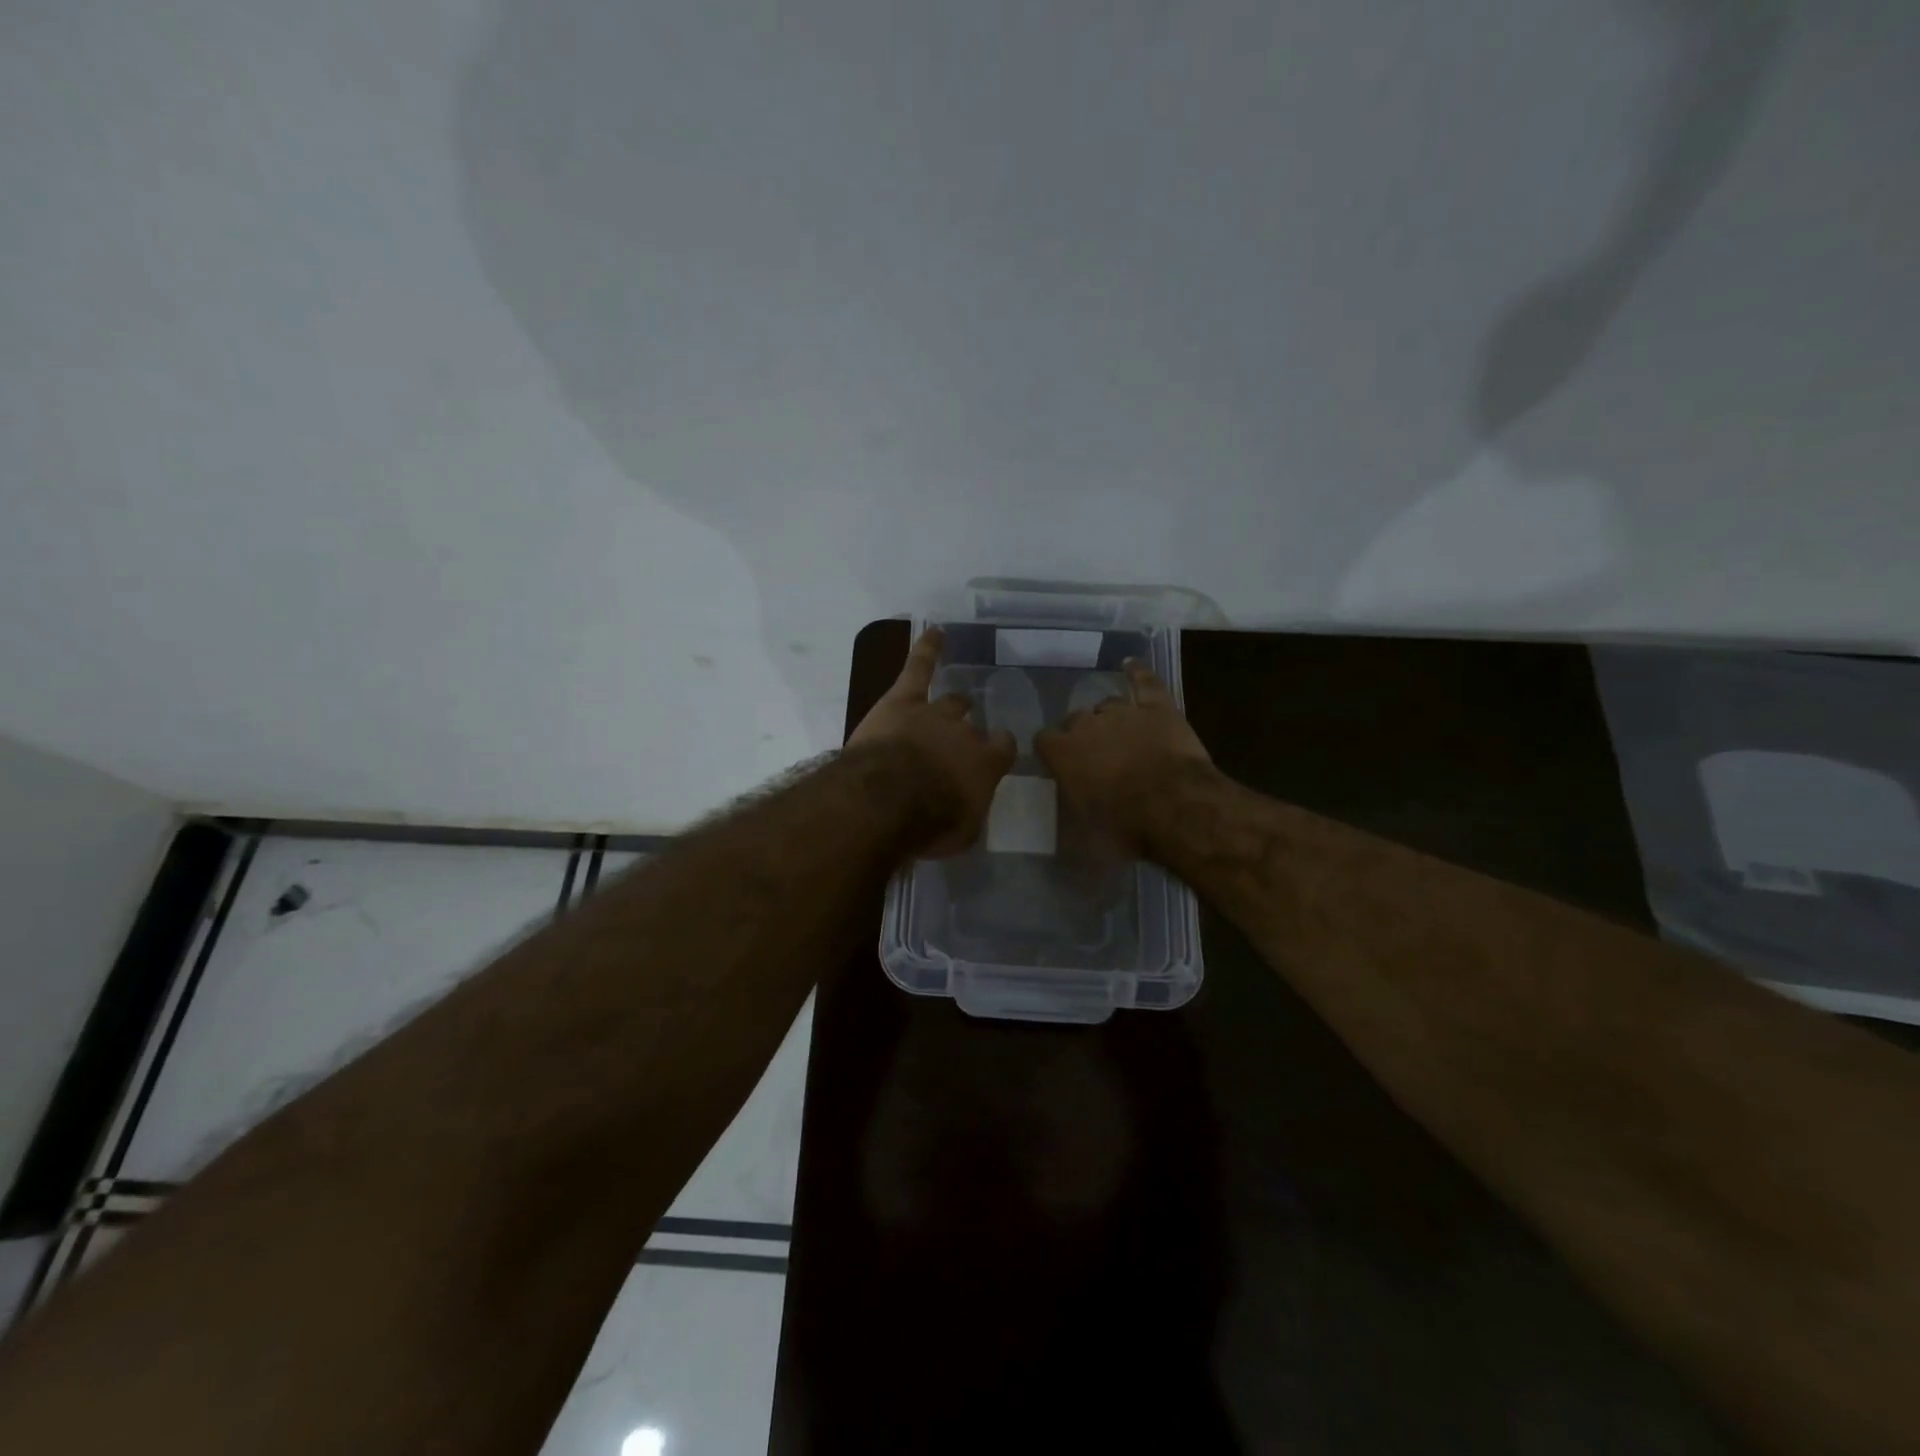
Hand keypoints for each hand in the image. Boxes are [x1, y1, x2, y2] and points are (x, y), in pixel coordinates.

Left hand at [847, 627, 1016, 855]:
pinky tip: (936, 631)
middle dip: (968, 733)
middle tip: (959, 744)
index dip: (999, 750)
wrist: (888, 799)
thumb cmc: (929, 824)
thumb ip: (969, 813)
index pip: (1002, 748)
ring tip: (958, 702)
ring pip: (951, 701)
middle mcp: (965, 733)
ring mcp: (934, 711)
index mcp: (985, 764)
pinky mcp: (902, 699)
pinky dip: (928, 647)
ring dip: (954, 704)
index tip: (996, 754)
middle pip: (972, 726)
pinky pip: (919, 666)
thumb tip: (969, 806)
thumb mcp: (962, 833)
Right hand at [1035, 660, 1213, 856]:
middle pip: (1076, 719)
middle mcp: (1087, 725)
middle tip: (1097, 755)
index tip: (1059, 761)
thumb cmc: (1125, 826)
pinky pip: (1144, 681)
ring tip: (1120, 732)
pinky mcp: (1157, 706)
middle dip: (1083, 733)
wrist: (1175, 807)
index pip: (1044, 739)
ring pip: (1108, 704)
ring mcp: (1123, 711)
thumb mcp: (1087, 828)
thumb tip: (1075, 803)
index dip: (1052, 749)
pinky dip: (1136, 672)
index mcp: (1063, 754)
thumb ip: (1075, 804)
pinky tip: (1130, 665)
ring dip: (1110, 716)